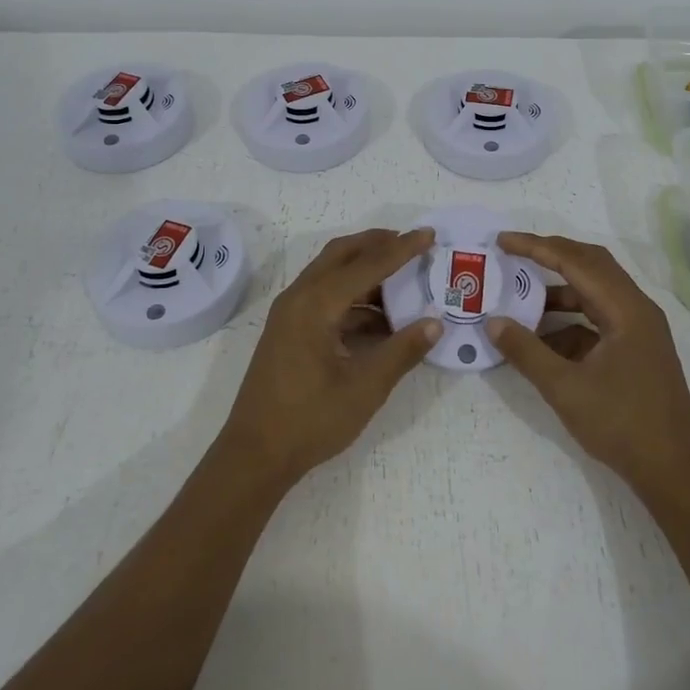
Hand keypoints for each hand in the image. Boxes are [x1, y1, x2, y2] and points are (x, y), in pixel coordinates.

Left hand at [216, 228, 441, 492]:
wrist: (255, 455)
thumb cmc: (310, 420)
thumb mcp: (365, 388)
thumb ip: (401, 351)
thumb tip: (434, 323)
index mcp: (315, 304)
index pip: (367, 264)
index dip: (401, 249)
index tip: (429, 235)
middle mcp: (299, 297)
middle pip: (342, 255)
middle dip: (377, 244)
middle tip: (412, 244)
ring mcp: (290, 313)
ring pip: (331, 274)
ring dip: (365, 270)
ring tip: (403, 280)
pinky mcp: (289, 330)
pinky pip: (324, 297)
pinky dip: (353, 297)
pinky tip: (380, 319)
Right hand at [489, 232, 689, 496]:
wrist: (675, 472)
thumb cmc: (622, 425)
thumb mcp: (565, 388)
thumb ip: (526, 351)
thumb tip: (493, 322)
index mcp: (626, 309)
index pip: (575, 262)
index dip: (536, 247)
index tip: (502, 242)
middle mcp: (636, 309)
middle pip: (590, 265)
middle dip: (550, 256)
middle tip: (513, 254)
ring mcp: (639, 330)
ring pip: (595, 293)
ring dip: (559, 293)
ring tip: (520, 300)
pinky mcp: (636, 349)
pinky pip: (598, 320)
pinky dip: (569, 322)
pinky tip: (542, 341)